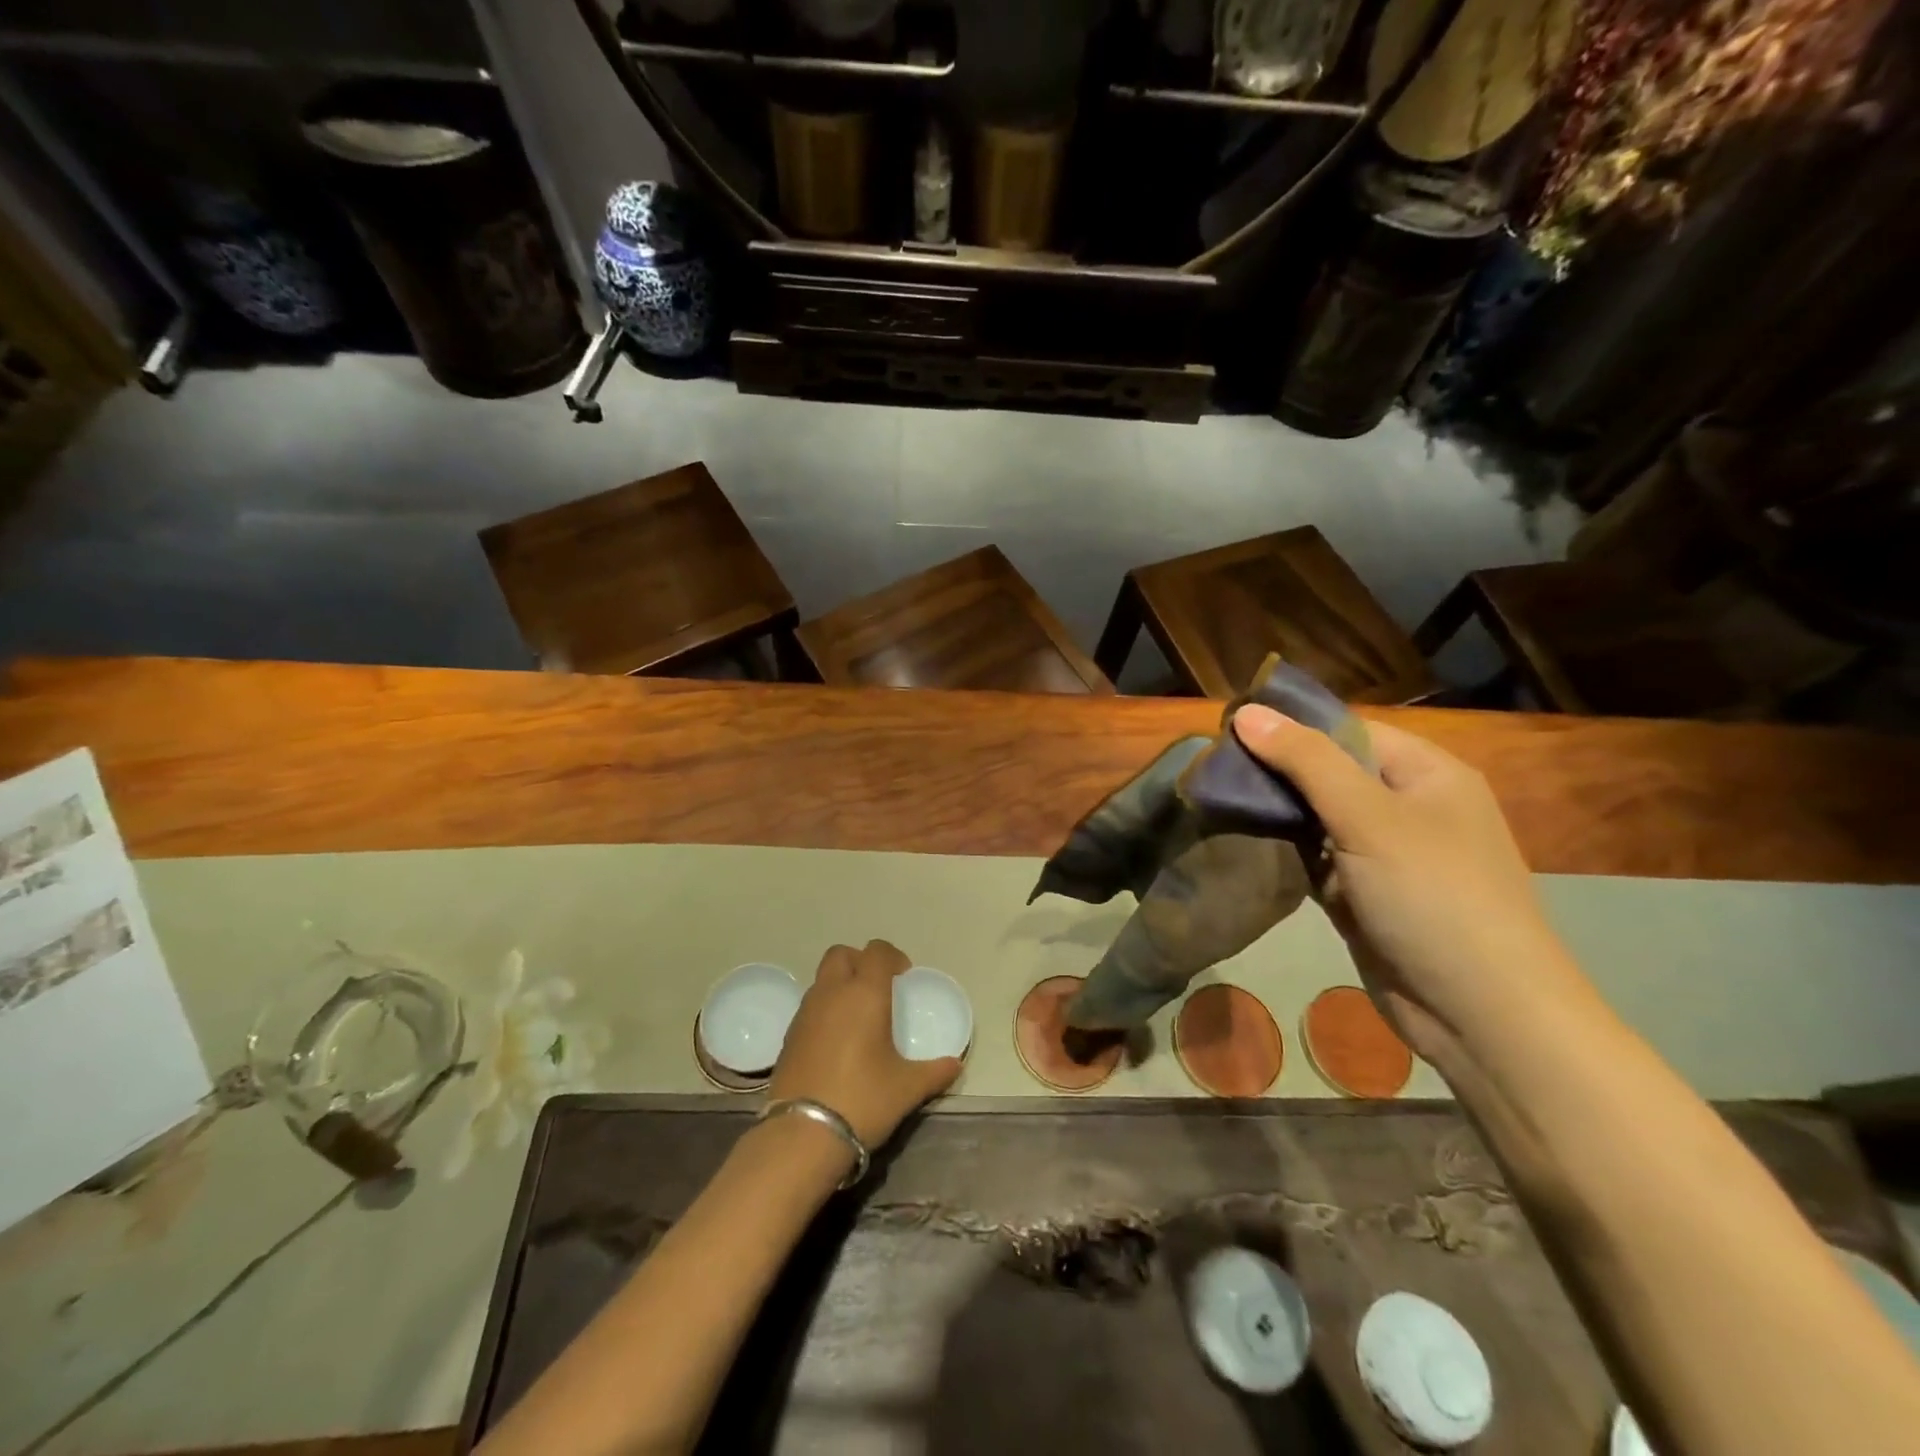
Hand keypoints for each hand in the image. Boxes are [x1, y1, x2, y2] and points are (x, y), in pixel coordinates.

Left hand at [768, 940, 962, 1148]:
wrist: (802, 1134)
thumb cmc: (863, 1099)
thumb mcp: (907, 1088)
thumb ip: (934, 1072)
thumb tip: (954, 1065)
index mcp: (864, 993)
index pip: (877, 951)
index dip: (892, 956)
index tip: (904, 977)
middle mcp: (832, 993)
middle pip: (841, 954)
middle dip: (860, 962)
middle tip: (878, 988)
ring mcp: (805, 1013)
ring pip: (822, 979)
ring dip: (840, 985)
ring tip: (858, 1017)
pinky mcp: (788, 1036)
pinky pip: (810, 1006)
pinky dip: (825, 1010)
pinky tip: (837, 1042)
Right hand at [1232, 705, 1584, 1057]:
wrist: (1479, 1014)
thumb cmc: (1433, 897)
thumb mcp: (1368, 817)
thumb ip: (1306, 761)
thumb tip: (1245, 711)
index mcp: (1425, 773)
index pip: (1345, 730)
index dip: (1288, 727)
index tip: (1225, 731)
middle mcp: (1406, 806)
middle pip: (1327, 772)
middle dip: (1273, 772)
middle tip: (1209, 771)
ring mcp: (1384, 853)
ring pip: (1315, 817)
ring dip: (1273, 813)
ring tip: (1212, 800)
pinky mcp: (1363, 894)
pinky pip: (1314, 858)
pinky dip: (1283, 852)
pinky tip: (1240, 842)